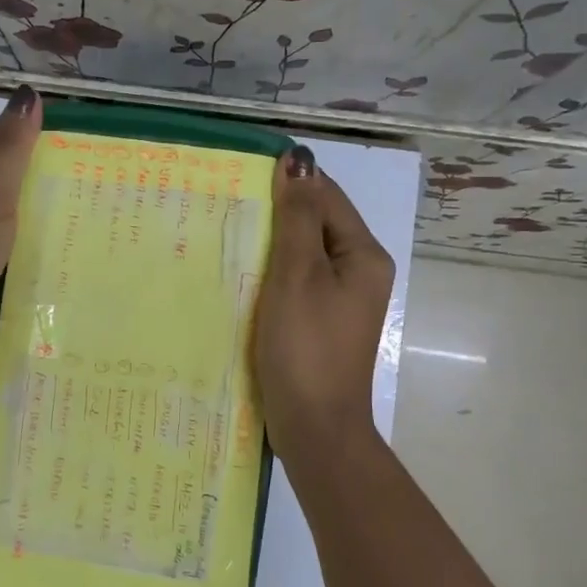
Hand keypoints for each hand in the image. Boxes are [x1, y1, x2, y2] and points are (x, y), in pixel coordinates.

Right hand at [253, 146, 394, 460]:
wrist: (314, 427)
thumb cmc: (306, 347)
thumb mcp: (298, 274)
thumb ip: (297, 217)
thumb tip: (299, 159)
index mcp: (363, 254)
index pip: (326, 196)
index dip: (288, 182)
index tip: (239, 176)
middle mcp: (358, 271)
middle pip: (316, 223)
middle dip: (275, 212)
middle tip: (224, 203)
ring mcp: (339, 299)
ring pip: (302, 253)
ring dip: (269, 242)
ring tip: (223, 231)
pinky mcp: (318, 321)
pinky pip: (295, 281)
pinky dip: (270, 272)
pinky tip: (239, 271)